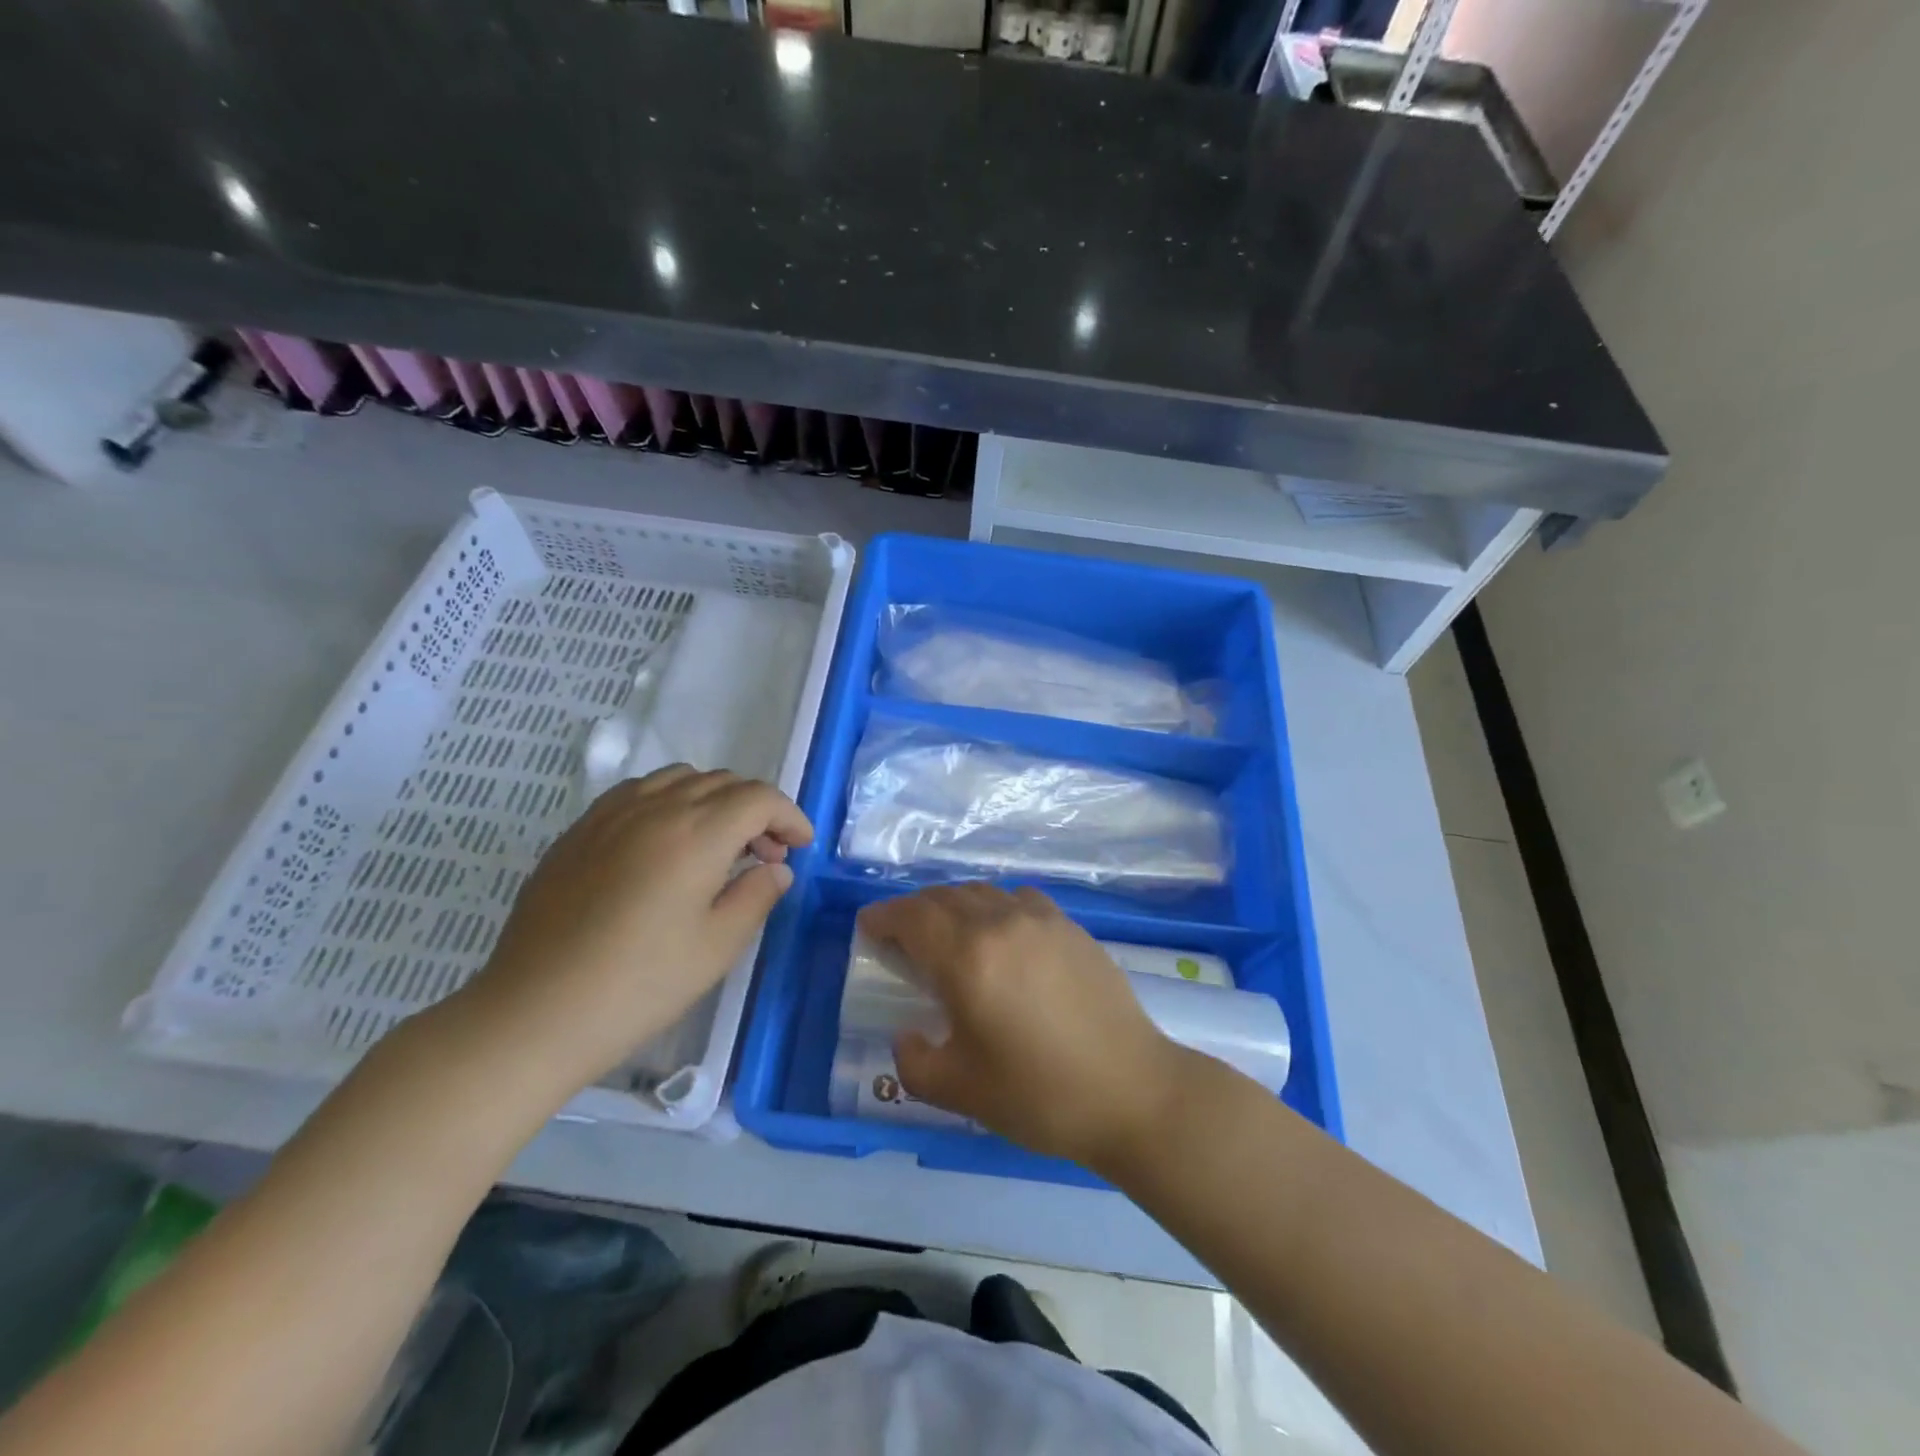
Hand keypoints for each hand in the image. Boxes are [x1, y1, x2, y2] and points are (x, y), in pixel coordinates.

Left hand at [456, 766, 811, 1098]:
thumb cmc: (639, 986)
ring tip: (719, 844)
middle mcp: (655, 808)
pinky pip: (639, 791)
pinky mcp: (580, 830)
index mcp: (695, 835)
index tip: (801, 846)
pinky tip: (667, 842)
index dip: (789, 816)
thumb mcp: (717, 948)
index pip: (758, 798)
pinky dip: (671, 800)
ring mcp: (611, 814)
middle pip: (723, 782)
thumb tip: (775, 868)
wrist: (535, 1013)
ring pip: (680, 778)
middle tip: (766, 855)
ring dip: (715, 799)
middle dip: (757, 810)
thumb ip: (757, 896)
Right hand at [857, 883, 1189, 1170]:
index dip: (884, 916)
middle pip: (944, 896)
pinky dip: (993, 905)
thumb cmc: (1039, 1095)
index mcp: (967, 958)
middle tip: (901, 935)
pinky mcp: (1070, 926)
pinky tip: (999, 932)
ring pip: (981, 892)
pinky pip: (1017, 898)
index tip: (869, 927)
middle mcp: (1000, 923)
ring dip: (952, 904)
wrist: (1131, 1091)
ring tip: (946, 932)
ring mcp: (1040, 919)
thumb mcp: (960, 1092)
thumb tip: (906, 1033)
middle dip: (914, 910)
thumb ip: (913, 1061)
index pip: (912, 917)